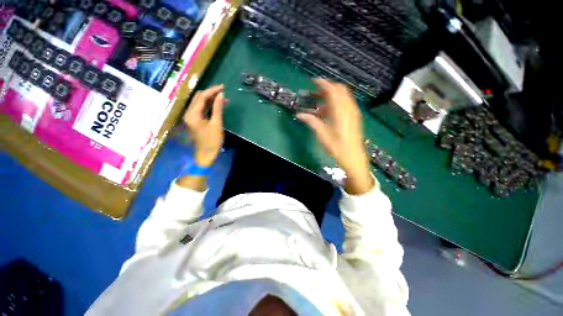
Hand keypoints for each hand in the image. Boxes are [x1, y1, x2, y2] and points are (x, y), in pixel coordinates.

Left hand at [183, 85, 225, 166]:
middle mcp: (189, 113)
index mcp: (193, 114)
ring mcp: (190, 117)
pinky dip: (209, 105)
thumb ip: (218, 108)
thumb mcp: (217, 124)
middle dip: (211, 93)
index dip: (212, 90)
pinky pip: (201, 109)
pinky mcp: (194, 120)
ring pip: (200, 102)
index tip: (223, 87)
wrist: (206, 155)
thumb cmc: (212, 141)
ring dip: (210, 99)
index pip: (202, 97)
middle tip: (223, 92)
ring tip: (223, 98)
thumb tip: (221, 95)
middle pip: (199, 98)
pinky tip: (217, 105)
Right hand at [297, 79, 373, 194]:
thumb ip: (311, 121)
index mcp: (340, 111)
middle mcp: (348, 108)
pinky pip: (345, 104)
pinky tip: (327, 113)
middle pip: (339, 90)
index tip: (314, 81)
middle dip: (327, 89)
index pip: (332, 90)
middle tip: (315, 93)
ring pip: (342, 97)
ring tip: (319, 105)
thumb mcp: (322, 134)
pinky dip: (336, 104)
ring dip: (331, 97)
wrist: (353, 157)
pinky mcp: (354, 118)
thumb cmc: (337, 147)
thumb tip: (299, 114)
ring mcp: (353, 112)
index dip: (323, 83)